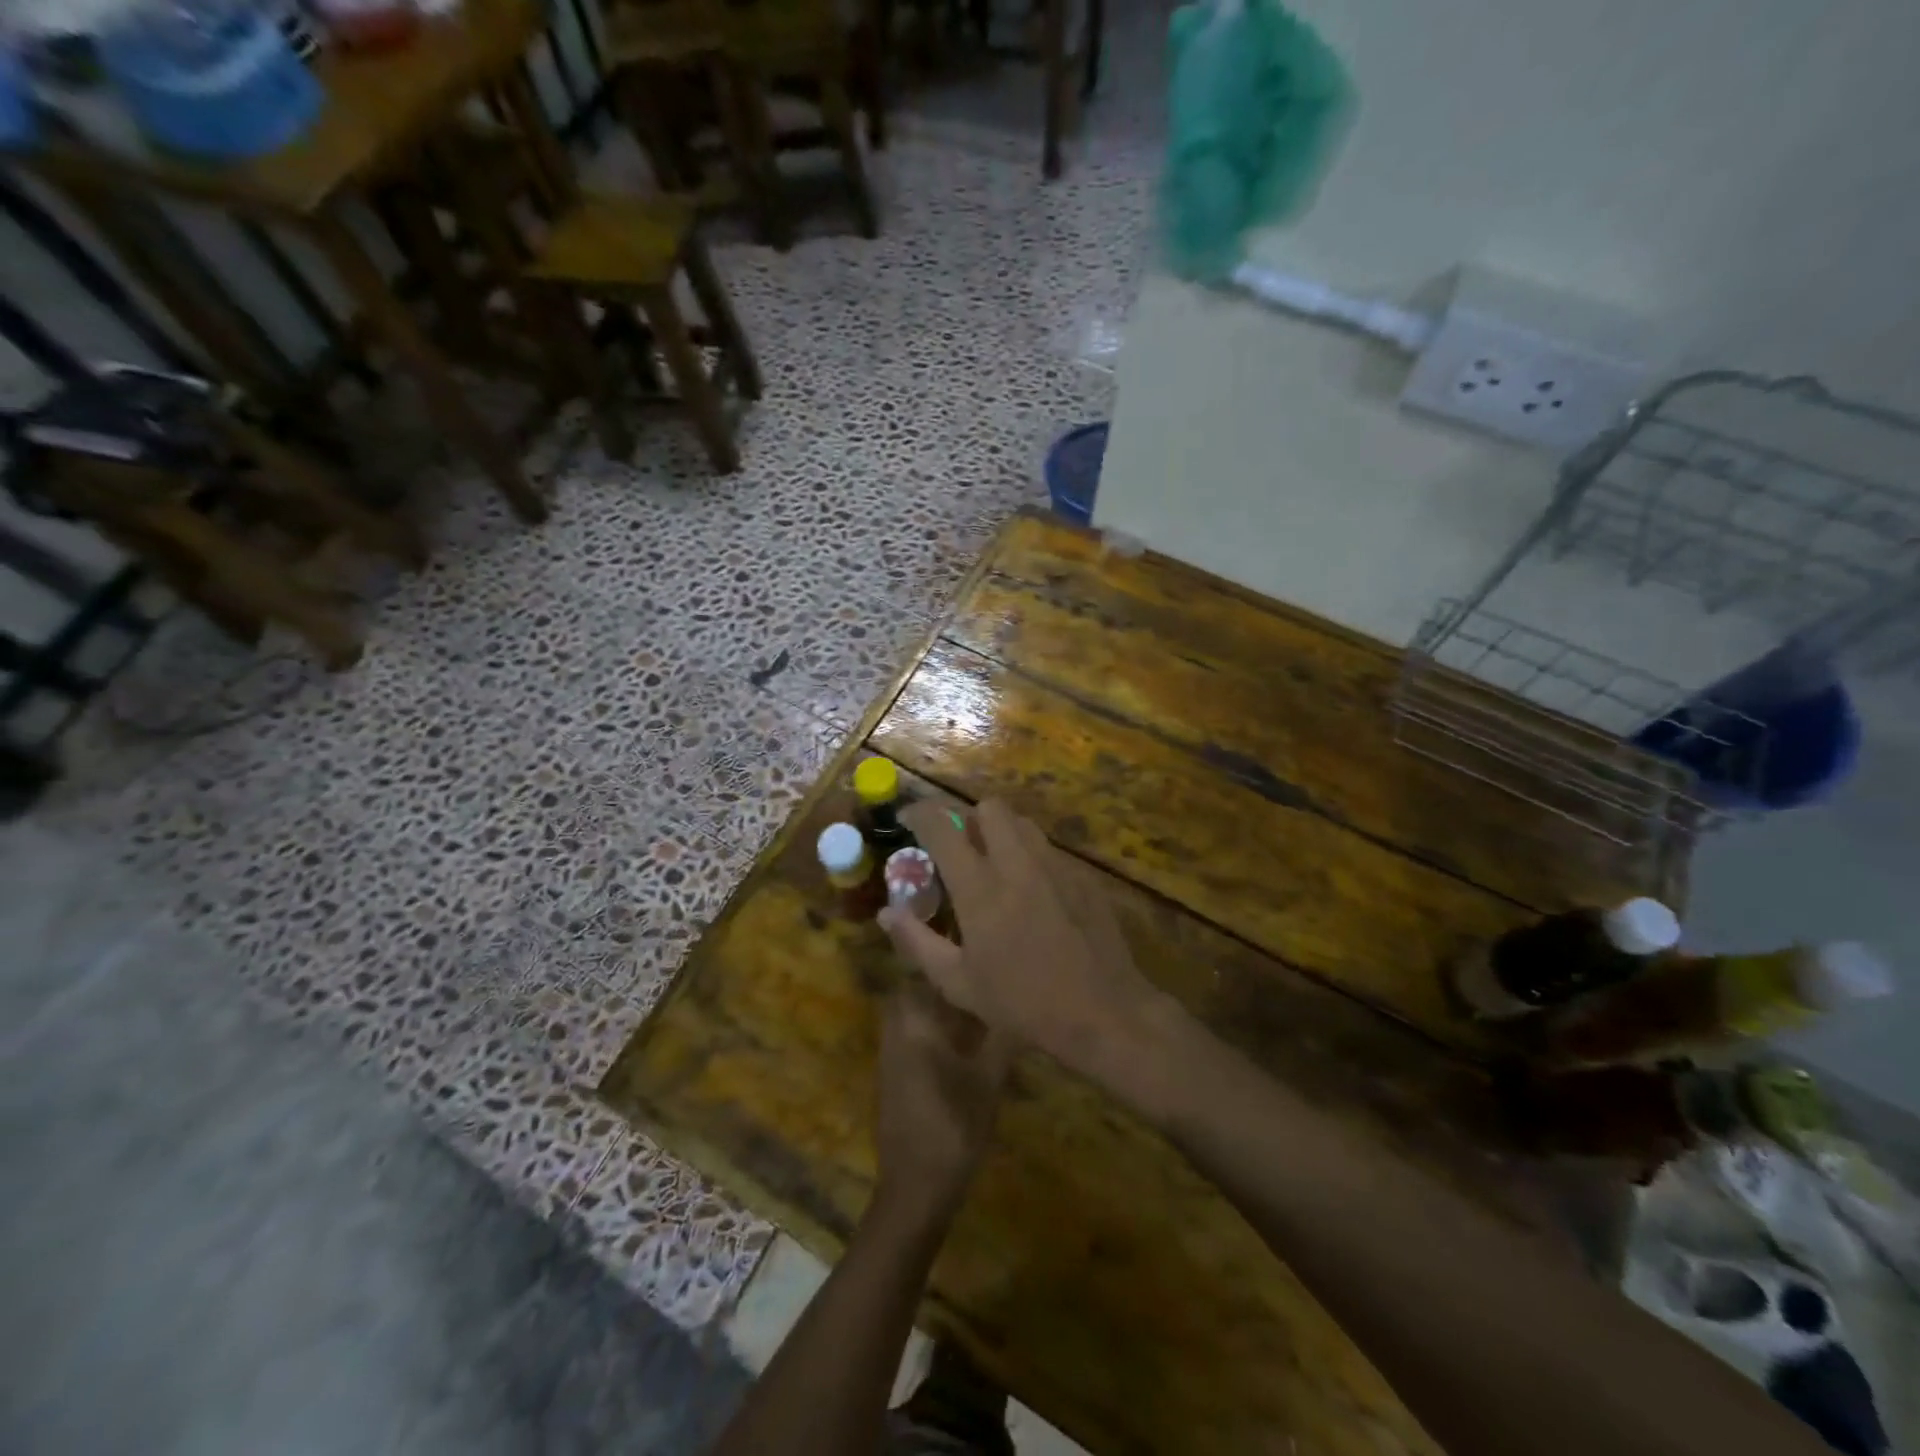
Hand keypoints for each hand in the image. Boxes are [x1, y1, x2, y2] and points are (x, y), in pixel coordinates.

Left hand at [874, 979, 1012, 1222]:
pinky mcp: (892, 1078)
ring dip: (937, 1010)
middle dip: (942, 986)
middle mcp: (896, 1032)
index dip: (948, 963)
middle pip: (914, 992)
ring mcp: (890, 1056)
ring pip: (912, 1017)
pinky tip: (960, 1047)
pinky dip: (931, 1033)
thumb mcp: (988, 1082)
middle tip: (978, 985)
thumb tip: (1022, 1004)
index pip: (924, 975)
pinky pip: (910, 1039)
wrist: (915, 1188)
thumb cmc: (954, 1127)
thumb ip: (1003, 1039)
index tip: (976, 958)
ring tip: (976, 1012)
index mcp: (914, 1024)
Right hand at [881, 800, 1168, 1094]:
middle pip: (990, 808)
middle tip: (959, 847)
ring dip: (1001, 832)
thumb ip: (917, 942)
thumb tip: (887, 912)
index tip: (908, 820)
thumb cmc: (1022, 1003)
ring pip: (1023, 823)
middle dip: (968, 817)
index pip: (942, 827)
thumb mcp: (958, 982)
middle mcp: (1018, 863)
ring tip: (995, 865)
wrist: (1103, 1011)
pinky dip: (1030, 856)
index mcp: (980, 887)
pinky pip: (1049, 849)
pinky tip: (1033, 892)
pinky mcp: (1083, 876)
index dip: (920, 814)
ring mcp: (1056, 865)